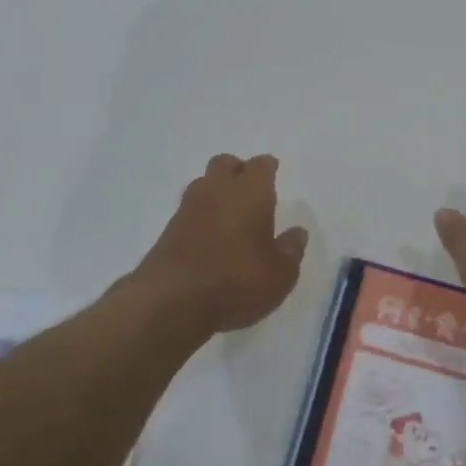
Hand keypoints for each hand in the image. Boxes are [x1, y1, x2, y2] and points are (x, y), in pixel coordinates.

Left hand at [131, 155, 307, 335]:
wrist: (171, 301)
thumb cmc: (237, 280)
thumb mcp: (280, 274)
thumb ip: (291, 250)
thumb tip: (297, 233)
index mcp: (251, 191)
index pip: (261, 165)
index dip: (268, 168)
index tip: (273, 173)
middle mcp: (217, 190)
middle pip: (225, 164)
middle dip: (238, 171)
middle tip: (250, 191)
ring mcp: (188, 208)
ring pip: (203, 184)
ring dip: (215, 192)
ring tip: (229, 214)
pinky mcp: (168, 230)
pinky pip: (189, 211)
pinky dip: (200, 216)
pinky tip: (209, 237)